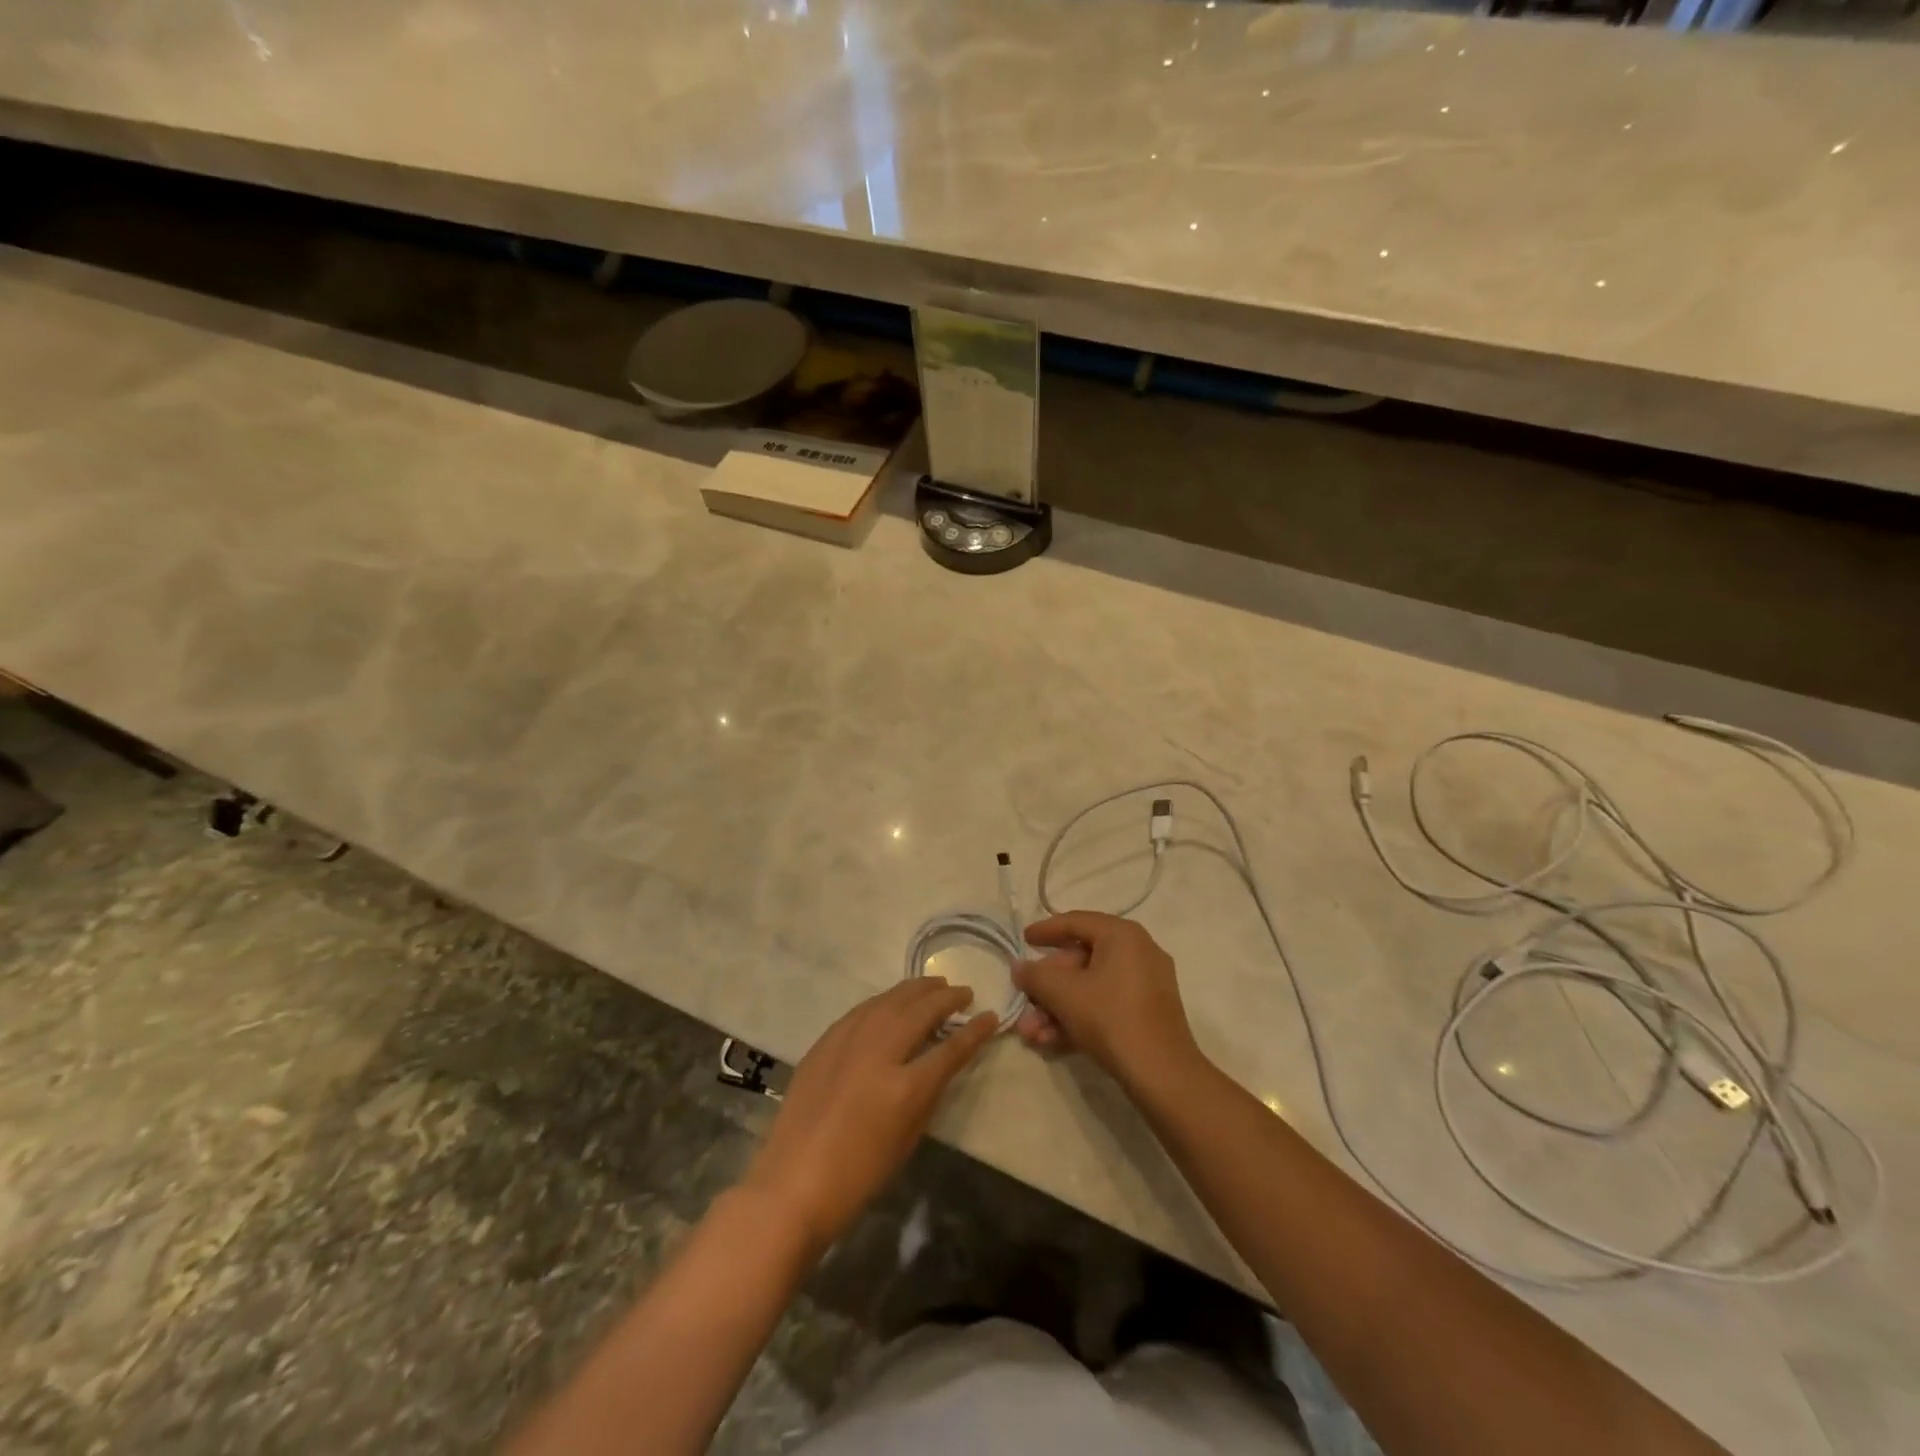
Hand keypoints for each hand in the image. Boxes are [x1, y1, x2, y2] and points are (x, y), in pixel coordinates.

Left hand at [743, 979, 996, 1253]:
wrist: (793, 1184)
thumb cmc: (858, 1176)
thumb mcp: (907, 1138)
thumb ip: (928, 1093)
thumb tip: (941, 1061)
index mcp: (905, 1087)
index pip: (951, 1048)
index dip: (975, 1031)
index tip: (991, 1016)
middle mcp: (878, 1052)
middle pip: (920, 1011)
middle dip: (946, 998)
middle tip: (964, 992)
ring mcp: (848, 1042)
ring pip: (889, 1000)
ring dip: (916, 989)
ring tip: (935, 985)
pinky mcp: (826, 1041)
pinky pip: (863, 1009)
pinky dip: (885, 1000)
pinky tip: (893, 1000)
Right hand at [1013, 912, 1202, 1088]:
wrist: (1162, 1075)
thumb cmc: (1110, 1018)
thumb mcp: (1063, 994)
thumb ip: (1035, 976)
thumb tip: (1019, 967)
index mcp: (1122, 935)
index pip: (1076, 922)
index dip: (1046, 930)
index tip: (1023, 940)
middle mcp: (1138, 952)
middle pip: (1081, 960)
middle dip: (1047, 986)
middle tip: (1024, 1000)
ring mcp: (1146, 984)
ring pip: (1091, 988)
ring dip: (1057, 1008)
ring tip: (1031, 1034)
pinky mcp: (1148, 1014)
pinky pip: (1106, 1005)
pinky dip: (1079, 1018)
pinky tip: (1051, 1042)